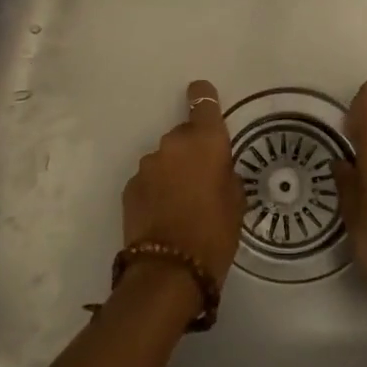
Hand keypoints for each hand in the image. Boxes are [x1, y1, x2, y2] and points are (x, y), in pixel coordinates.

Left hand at [121, 79, 243, 292]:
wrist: (169, 270)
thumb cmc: (215, 233)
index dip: (204, 97)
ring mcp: (147, 165)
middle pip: (183, 136)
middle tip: (203, 179)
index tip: (203, 96)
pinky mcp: (130, 186)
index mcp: (205, 142)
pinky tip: (165, 213)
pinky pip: (150, 179)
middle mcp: (172, 145)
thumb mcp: (237, 202)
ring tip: (182, 202)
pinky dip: (157, 189)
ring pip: (165, 159)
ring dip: (173, 171)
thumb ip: (226, 174)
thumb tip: (216, 169)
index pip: (203, 102)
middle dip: (192, 151)